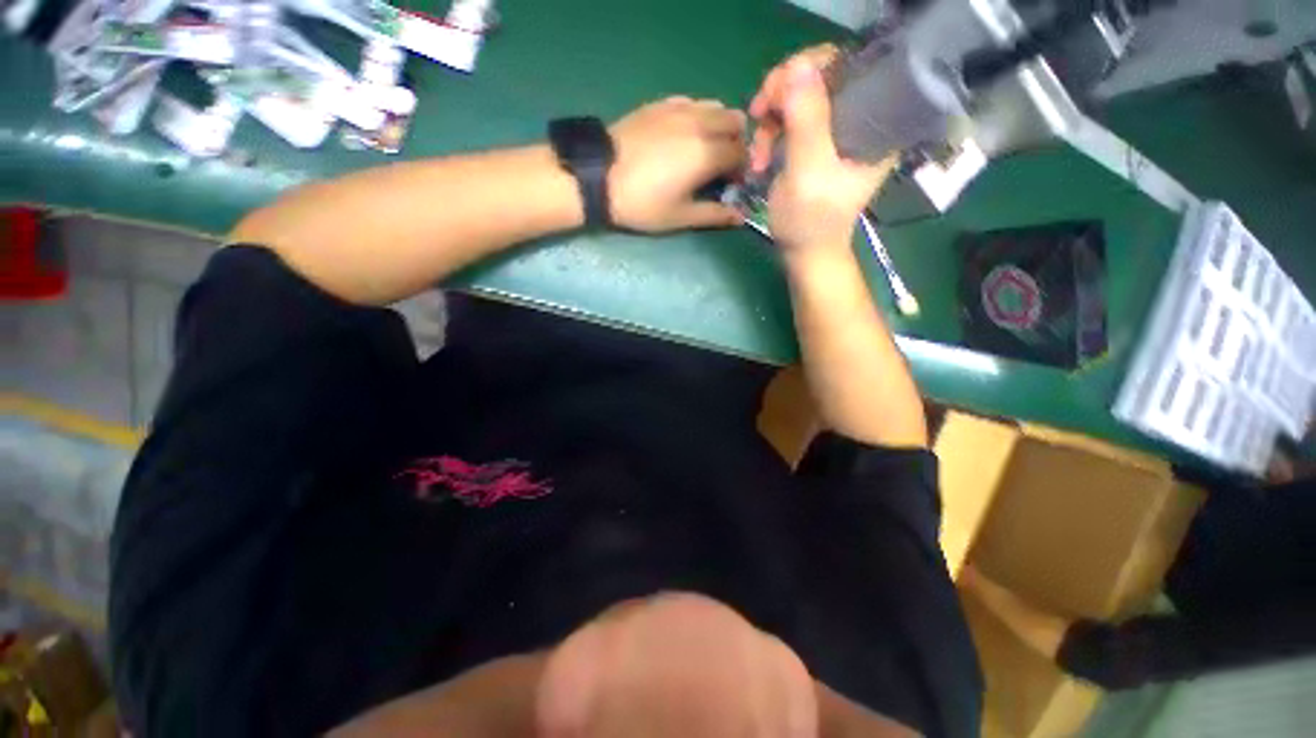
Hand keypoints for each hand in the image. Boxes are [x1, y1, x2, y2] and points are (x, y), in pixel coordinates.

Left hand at [608, 97, 747, 232]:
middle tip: (719, 166)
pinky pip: (692, 102)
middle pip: (735, 123)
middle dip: (735, 144)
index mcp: (708, 152)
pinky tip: (682, 135)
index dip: (741, 171)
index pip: (742, 154)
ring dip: (719, 127)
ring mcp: (679, 108)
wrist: (598, 176)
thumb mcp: (680, 217)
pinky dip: (698, 116)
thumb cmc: (642, 203)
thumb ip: (714, 215)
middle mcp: (700, 123)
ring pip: (715, 107)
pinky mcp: (660, 104)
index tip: (729, 185)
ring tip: (702, 150)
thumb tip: (741, 218)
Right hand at [748, 46, 895, 253]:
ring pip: (800, 96)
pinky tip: (760, 156)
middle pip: (821, 76)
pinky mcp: (816, 142)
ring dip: (770, 118)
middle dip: (782, 93)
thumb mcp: (808, 172)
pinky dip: (770, 132)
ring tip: (757, 153)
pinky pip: (790, 118)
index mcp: (874, 122)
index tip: (776, 92)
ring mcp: (835, 130)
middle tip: (758, 114)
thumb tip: (798, 67)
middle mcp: (859, 118)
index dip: (810, 67)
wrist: (805, 252)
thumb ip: (807, 121)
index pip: (849, 65)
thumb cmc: (811, 221)